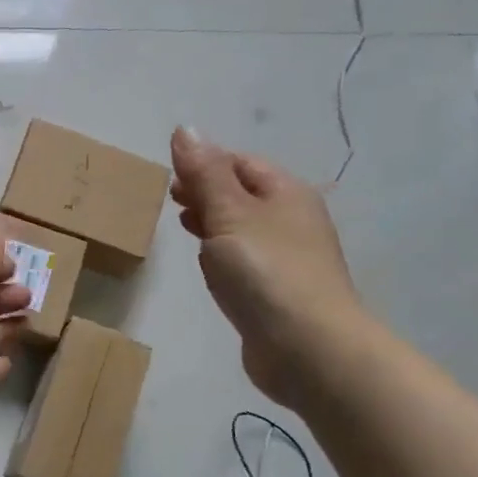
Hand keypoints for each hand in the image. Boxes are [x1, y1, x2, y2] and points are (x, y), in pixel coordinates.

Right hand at [169, 126, 362, 407]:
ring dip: (213, 224)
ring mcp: (288, 259)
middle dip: (207, 192)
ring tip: (183, 227)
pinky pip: (246, 263)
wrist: (307, 348)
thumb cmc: (266, 271)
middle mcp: (293, 221)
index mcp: (287, 193)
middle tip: (171, 201)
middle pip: (244, 195)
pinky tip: (209, 269)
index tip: (170, 176)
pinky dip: (223, 257)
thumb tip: (185, 128)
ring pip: (243, 230)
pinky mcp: (278, 294)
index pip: (241, 163)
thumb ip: (205, 173)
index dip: (205, 163)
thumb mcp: (230, 213)